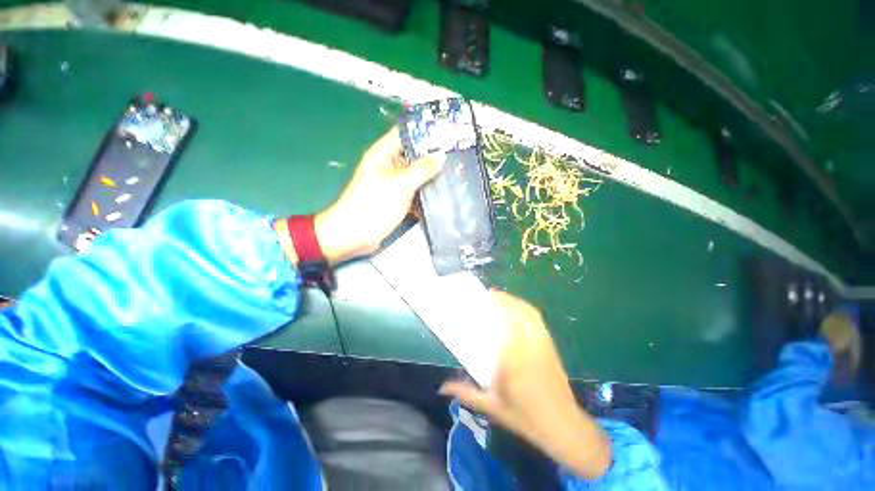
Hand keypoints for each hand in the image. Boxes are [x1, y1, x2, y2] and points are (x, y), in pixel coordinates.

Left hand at [276, 128, 443, 264]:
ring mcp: (392, 184)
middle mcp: (388, 166)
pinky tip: (442, 194)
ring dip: (430, 176)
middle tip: (457, 155)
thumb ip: (421, 170)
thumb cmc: (373, 206)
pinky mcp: (396, 200)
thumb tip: (440, 155)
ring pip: (414, 175)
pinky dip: (424, 193)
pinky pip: (413, 191)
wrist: (353, 236)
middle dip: (432, 156)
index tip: (447, 133)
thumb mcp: (400, 185)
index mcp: (383, 154)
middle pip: (412, 155)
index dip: (425, 132)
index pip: (405, 134)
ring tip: (454, 173)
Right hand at [440, 291, 611, 479]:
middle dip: (505, 299)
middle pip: (519, 312)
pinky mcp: (551, 346)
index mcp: (514, 358)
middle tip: (490, 294)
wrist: (564, 426)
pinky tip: (519, 309)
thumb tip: (442, 388)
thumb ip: (467, 393)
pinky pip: (538, 320)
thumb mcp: (493, 407)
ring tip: (502, 298)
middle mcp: (530, 345)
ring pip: (530, 314)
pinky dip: (527, 309)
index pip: (505, 323)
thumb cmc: (526, 417)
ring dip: (516, 302)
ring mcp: (543, 344)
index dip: (497, 306)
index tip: (485, 298)